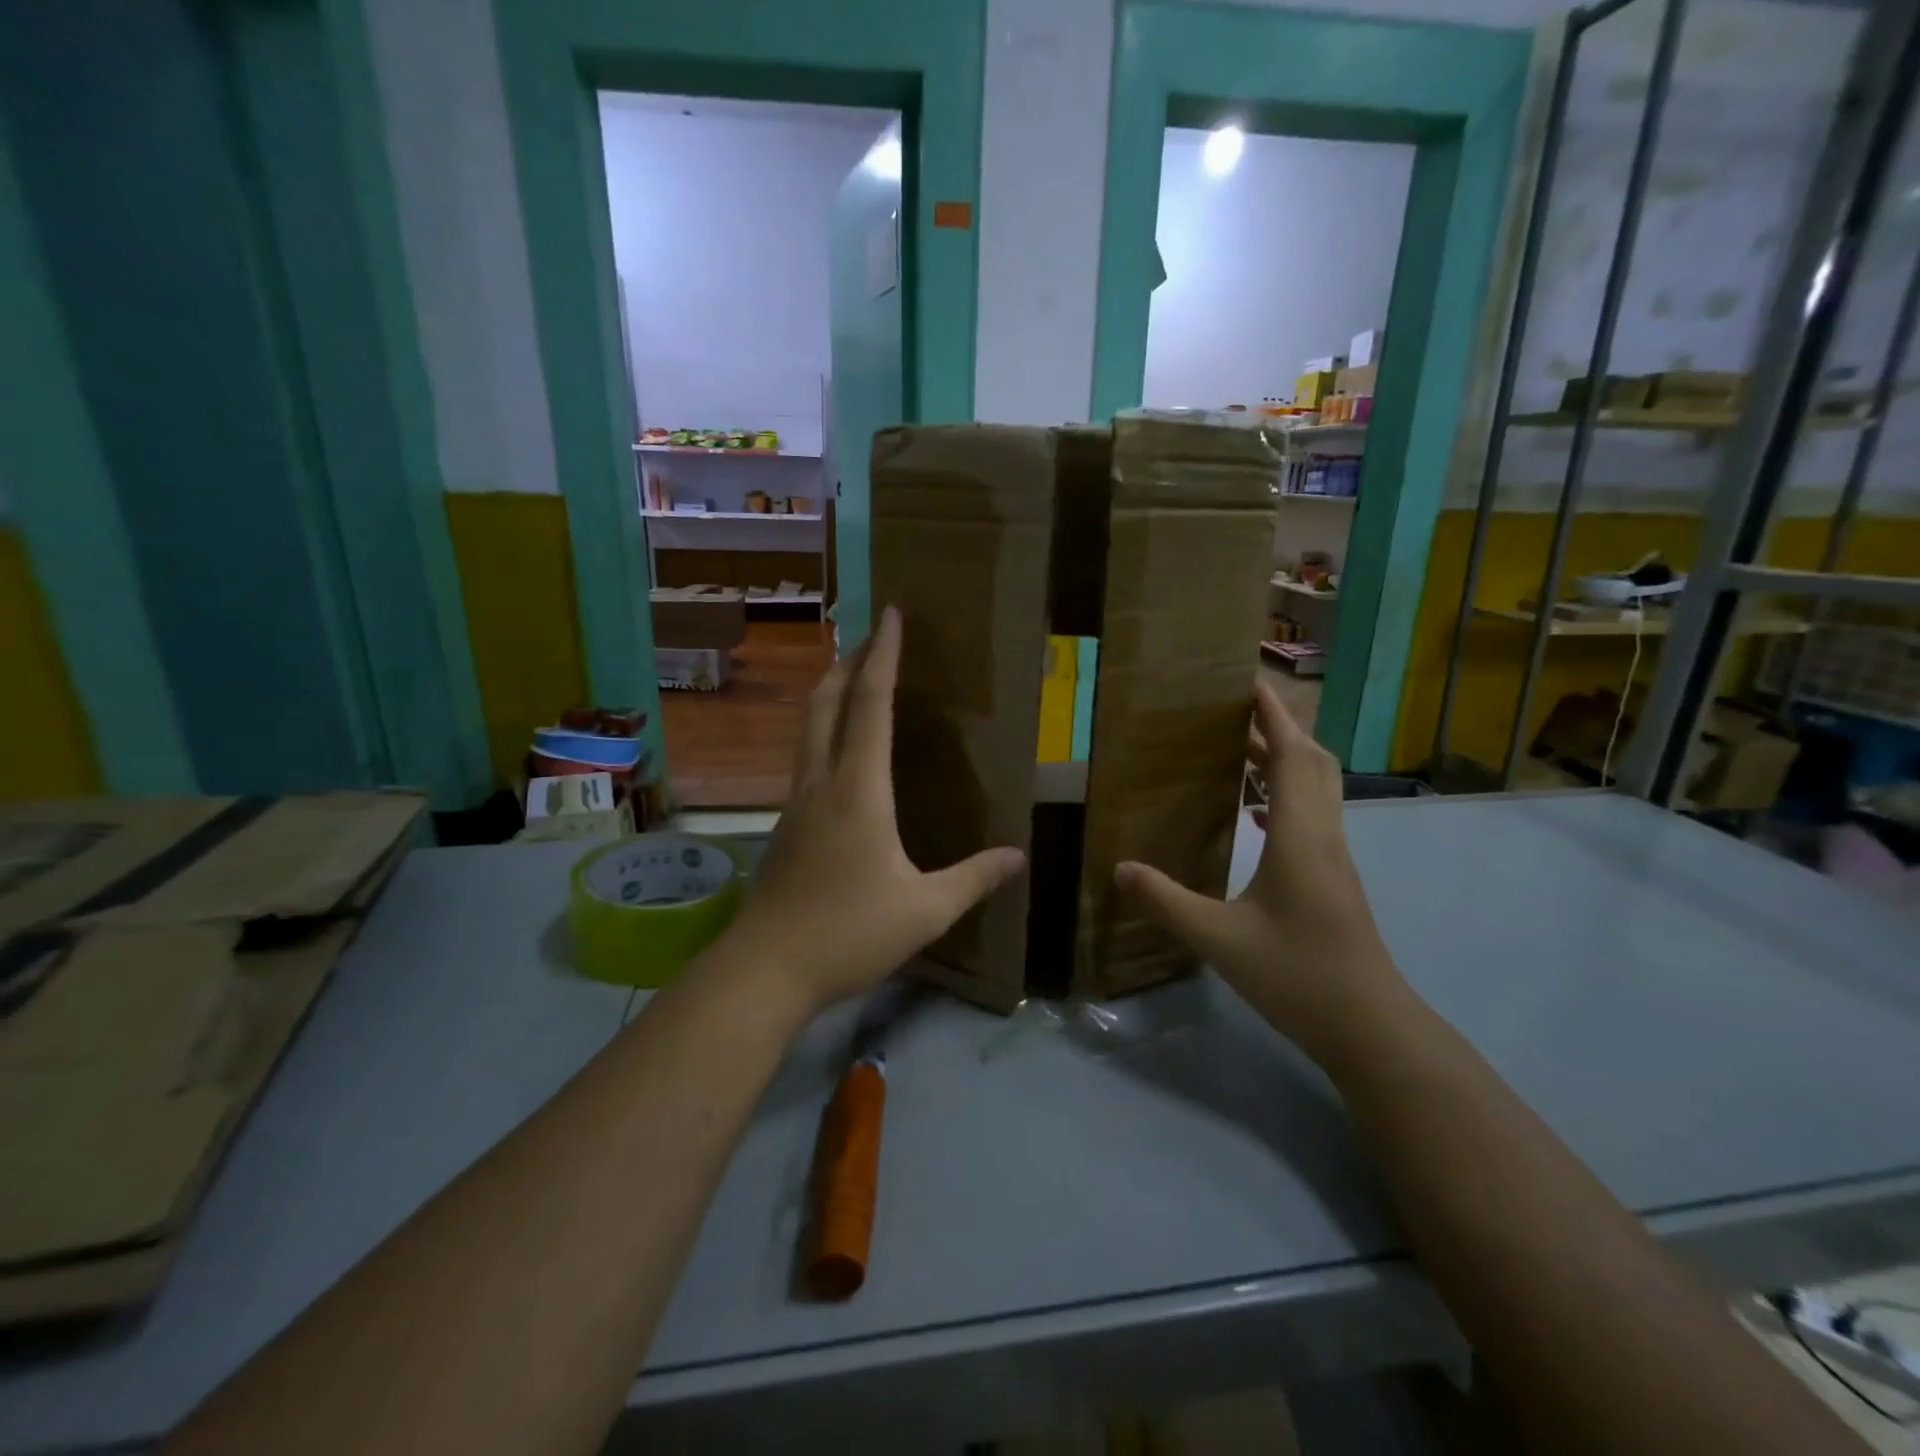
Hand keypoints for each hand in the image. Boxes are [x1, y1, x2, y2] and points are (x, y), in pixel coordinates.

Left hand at [717, 606, 1024, 1014]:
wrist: (763, 970)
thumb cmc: (848, 933)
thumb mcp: (925, 910)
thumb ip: (973, 879)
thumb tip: (1017, 856)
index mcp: (859, 789)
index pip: (872, 705)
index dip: (883, 656)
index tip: (890, 615)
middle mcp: (821, 783)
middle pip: (827, 703)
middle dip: (848, 662)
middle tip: (871, 638)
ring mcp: (796, 803)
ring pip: (810, 729)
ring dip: (832, 695)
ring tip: (856, 684)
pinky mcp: (785, 826)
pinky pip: (807, 760)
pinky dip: (825, 734)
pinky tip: (843, 758)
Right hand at [1114, 684, 1406, 1061]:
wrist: (1369, 1027)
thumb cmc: (1297, 976)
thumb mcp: (1218, 940)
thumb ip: (1167, 902)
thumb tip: (1121, 868)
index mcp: (1300, 837)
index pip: (1292, 757)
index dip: (1273, 715)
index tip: (1249, 682)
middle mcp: (1324, 836)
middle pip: (1313, 763)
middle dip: (1278, 729)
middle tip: (1235, 713)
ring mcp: (1334, 858)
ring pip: (1317, 789)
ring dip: (1284, 761)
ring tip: (1240, 752)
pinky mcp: (1334, 878)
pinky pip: (1313, 816)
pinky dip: (1287, 796)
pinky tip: (1256, 814)